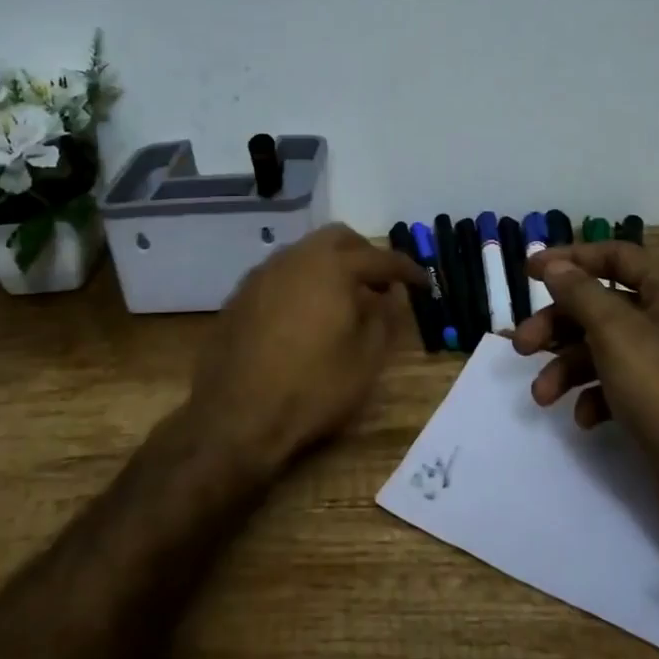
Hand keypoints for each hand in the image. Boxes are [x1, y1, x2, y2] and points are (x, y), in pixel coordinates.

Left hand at [190, 224, 425, 477]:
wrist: (236, 418)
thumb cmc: (313, 387)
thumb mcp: (365, 359)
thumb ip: (384, 317)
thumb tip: (390, 294)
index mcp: (332, 266)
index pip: (379, 258)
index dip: (406, 270)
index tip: (423, 283)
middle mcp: (295, 258)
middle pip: (338, 239)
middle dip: (364, 255)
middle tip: (380, 283)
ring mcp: (262, 274)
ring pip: (305, 253)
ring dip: (330, 266)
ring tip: (343, 299)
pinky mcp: (239, 295)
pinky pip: (281, 275)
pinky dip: (302, 283)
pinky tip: (305, 315)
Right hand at [512, 243, 658, 567]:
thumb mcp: (615, 334)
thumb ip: (580, 293)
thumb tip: (554, 266)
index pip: (615, 255)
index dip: (569, 259)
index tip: (528, 272)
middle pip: (603, 305)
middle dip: (557, 326)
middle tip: (520, 346)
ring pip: (606, 346)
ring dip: (568, 367)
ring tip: (541, 396)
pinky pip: (621, 381)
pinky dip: (597, 395)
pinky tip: (584, 418)